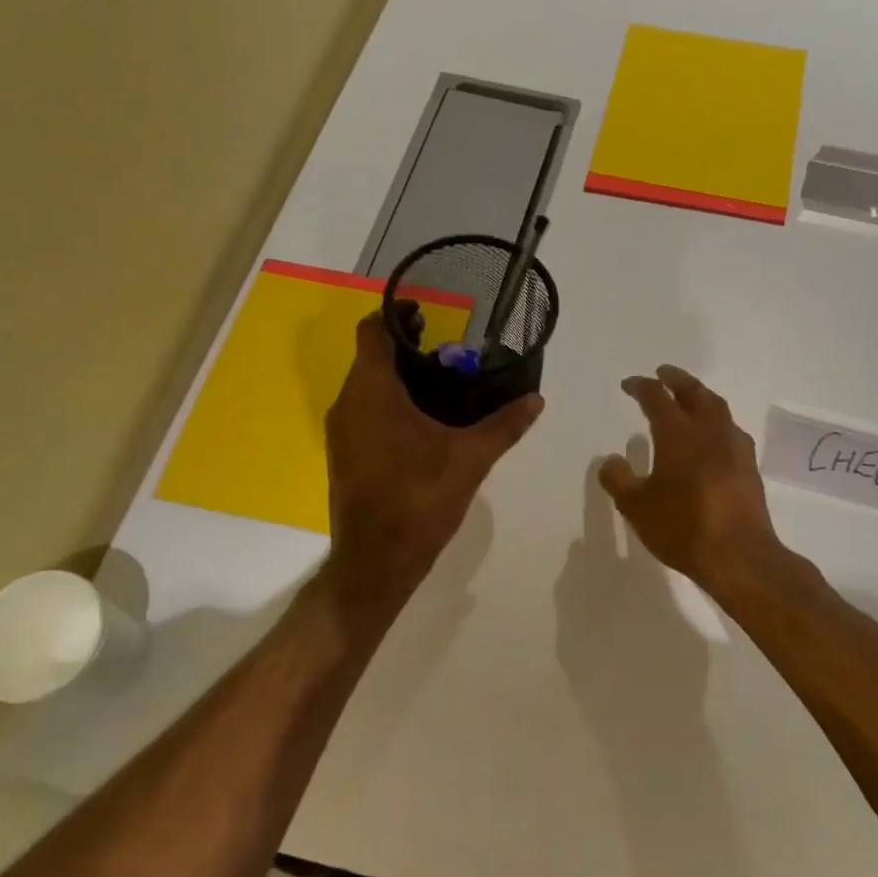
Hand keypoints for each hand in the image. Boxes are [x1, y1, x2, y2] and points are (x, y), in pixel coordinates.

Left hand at [325, 307, 541, 601]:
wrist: (376, 561)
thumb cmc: (419, 499)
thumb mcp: (470, 459)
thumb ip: (504, 425)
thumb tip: (536, 399)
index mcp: (372, 392)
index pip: (372, 331)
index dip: (397, 315)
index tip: (430, 315)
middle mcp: (348, 404)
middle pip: (371, 358)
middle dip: (407, 349)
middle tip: (451, 353)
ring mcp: (341, 432)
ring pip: (367, 387)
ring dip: (399, 379)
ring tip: (444, 386)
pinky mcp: (345, 455)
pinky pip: (364, 412)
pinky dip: (390, 404)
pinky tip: (425, 424)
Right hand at [600, 365, 783, 601]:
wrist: (740, 555)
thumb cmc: (682, 527)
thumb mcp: (637, 507)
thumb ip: (619, 480)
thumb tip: (612, 460)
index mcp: (679, 434)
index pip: (657, 398)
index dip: (642, 387)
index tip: (629, 385)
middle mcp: (710, 432)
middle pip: (695, 393)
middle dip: (677, 380)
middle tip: (664, 373)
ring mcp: (735, 448)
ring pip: (718, 409)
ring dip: (701, 397)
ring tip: (690, 399)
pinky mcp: (749, 468)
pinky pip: (730, 431)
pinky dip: (716, 422)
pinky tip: (712, 437)